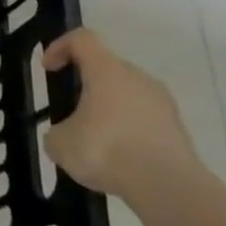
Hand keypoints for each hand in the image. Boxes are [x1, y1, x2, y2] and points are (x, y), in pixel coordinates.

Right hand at [41, 27, 200, 199]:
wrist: (167, 187)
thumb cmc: (106, 150)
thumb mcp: (60, 143)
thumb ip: (57, 130)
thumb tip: (67, 133)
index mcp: (107, 71)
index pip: (82, 39)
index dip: (59, 47)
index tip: (48, 69)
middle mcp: (138, 78)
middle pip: (107, 66)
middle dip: (85, 84)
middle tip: (70, 110)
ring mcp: (162, 102)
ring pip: (128, 93)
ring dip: (108, 108)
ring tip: (94, 139)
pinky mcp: (177, 128)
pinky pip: (144, 118)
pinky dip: (127, 129)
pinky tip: (118, 157)